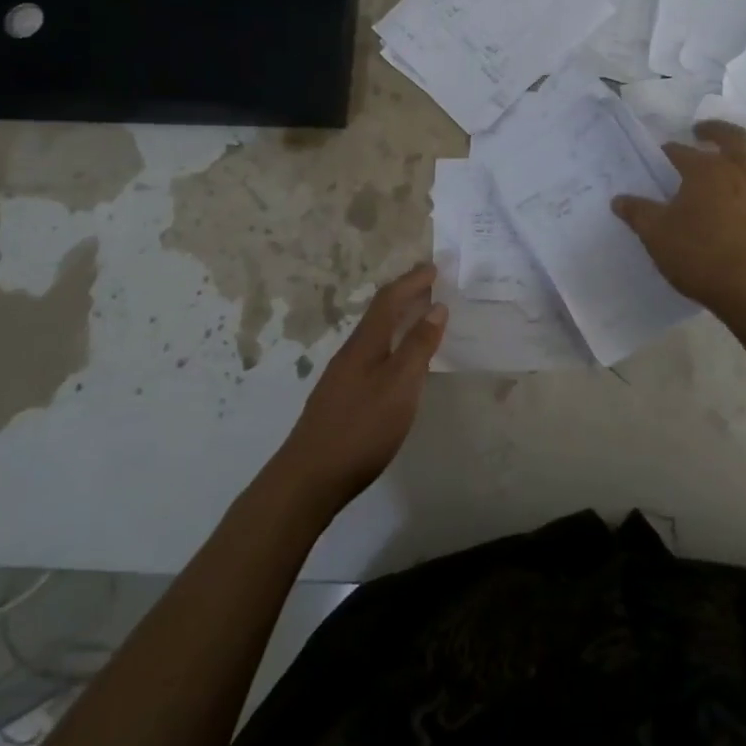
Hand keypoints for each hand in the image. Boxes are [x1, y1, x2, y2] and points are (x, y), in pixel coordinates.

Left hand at [270, 262, 447, 515]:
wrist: (309, 478)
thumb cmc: (361, 428)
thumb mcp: (400, 386)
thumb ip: (419, 346)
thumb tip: (436, 307)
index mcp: (366, 343)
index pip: (389, 299)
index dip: (412, 281)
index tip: (434, 267)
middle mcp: (351, 352)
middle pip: (379, 313)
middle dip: (405, 295)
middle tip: (431, 285)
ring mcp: (343, 376)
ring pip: (374, 335)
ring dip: (397, 319)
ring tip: (420, 317)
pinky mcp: (341, 397)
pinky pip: (372, 354)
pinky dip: (391, 344)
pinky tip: (399, 362)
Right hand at [613, 121, 745, 315]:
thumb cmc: (698, 254)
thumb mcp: (655, 234)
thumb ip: (637, 213)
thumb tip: (619, 200)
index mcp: (706, 171)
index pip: (682, 152)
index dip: (668, 153)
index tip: (658, 158)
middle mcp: (738, 174)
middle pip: (734, 139)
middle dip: (716, 130)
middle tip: (701, 130)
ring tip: (737, 151)